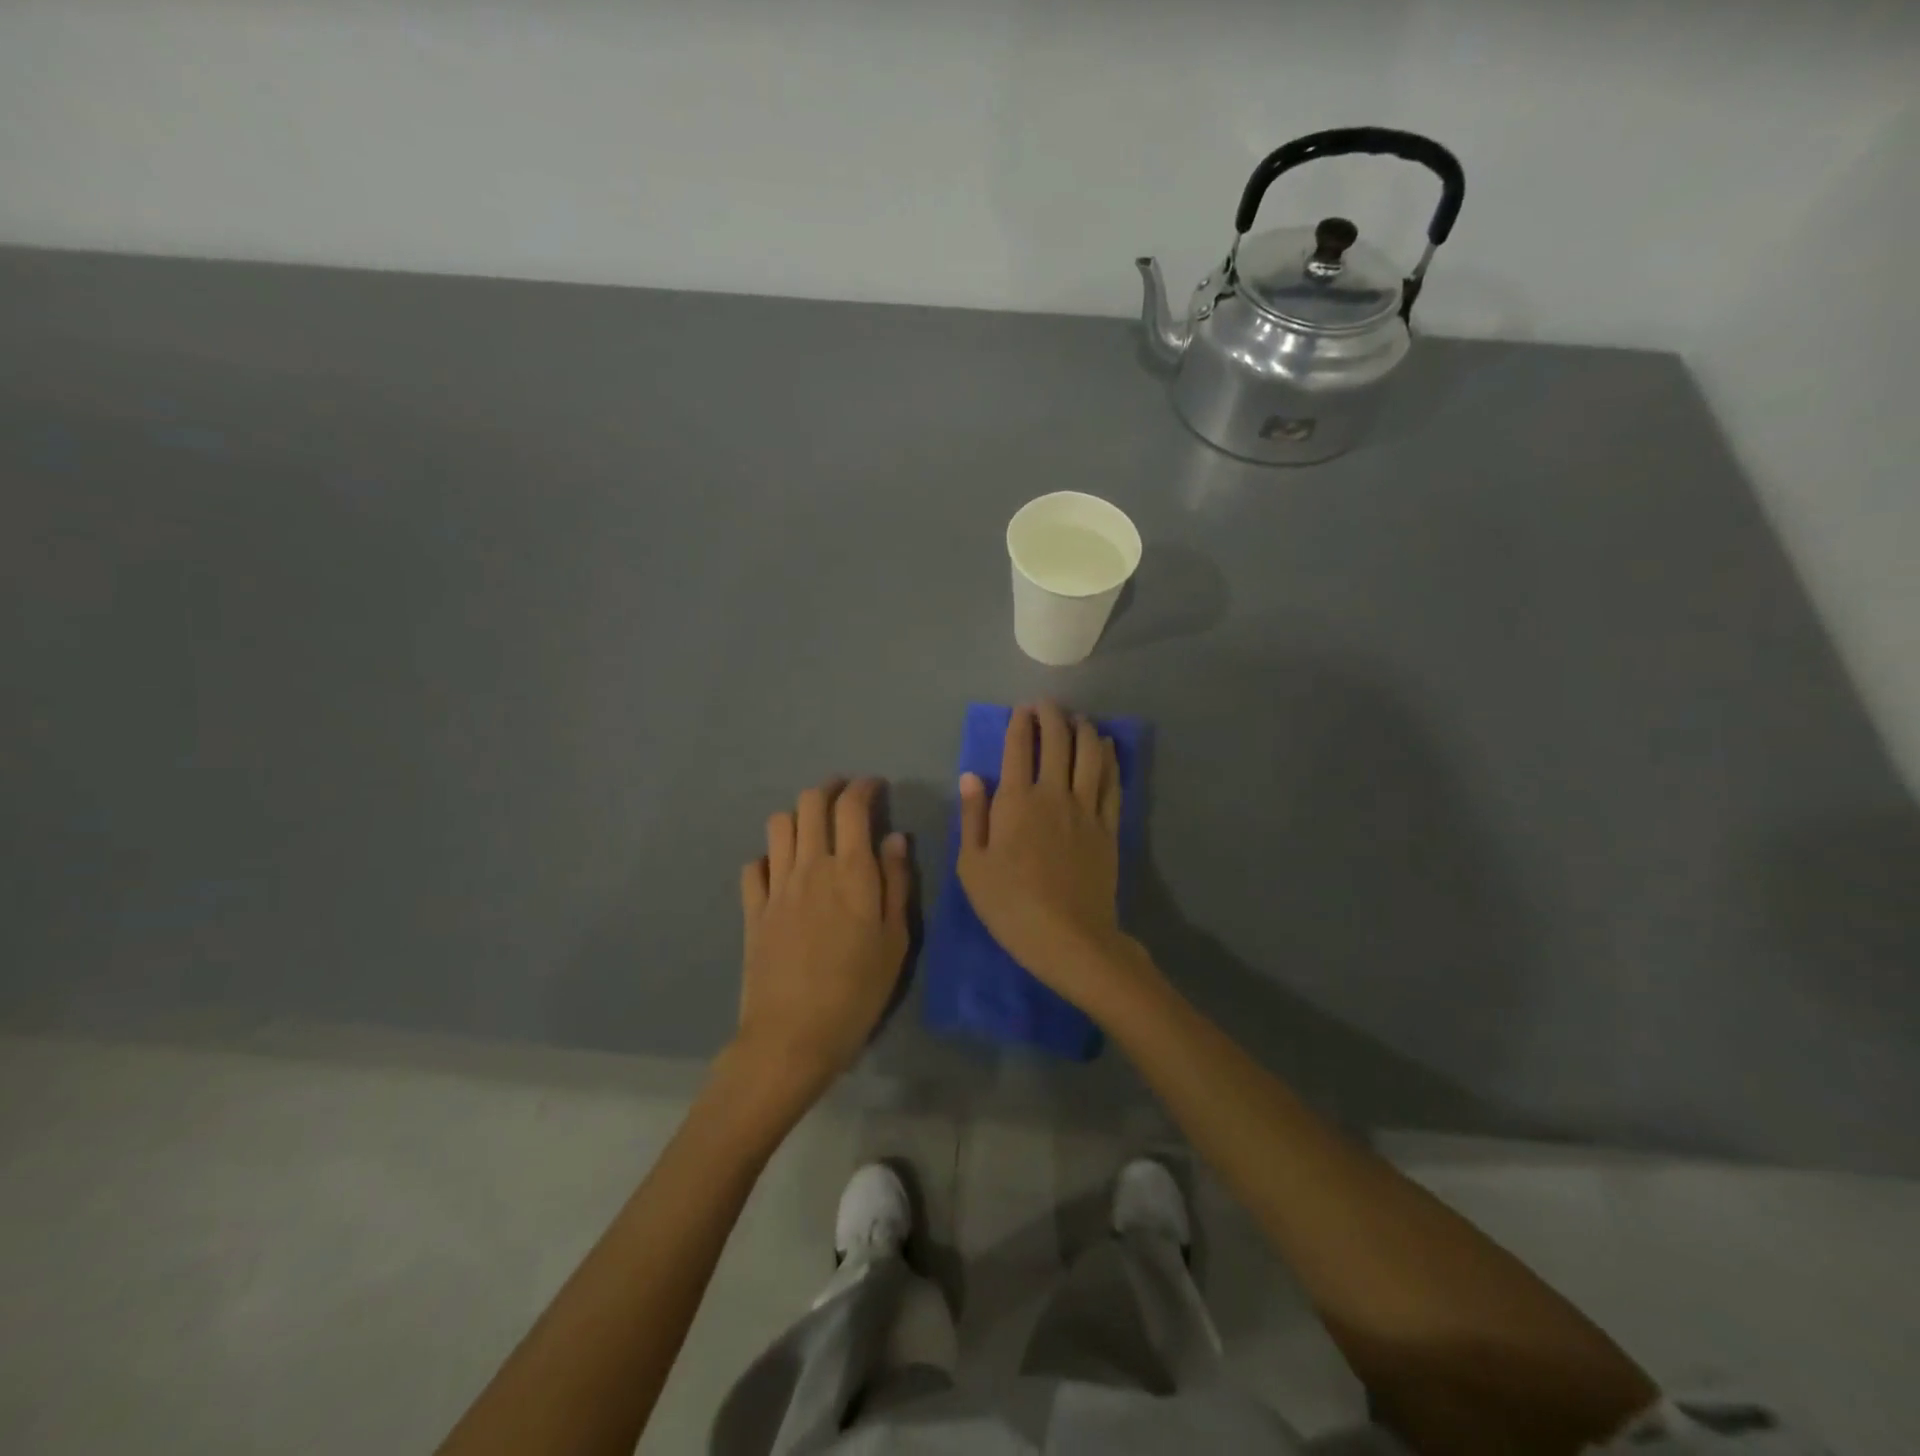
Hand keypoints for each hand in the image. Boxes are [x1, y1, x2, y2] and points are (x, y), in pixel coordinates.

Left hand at [733, 777, 910, 1111]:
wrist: (792, 1037)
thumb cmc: (857, 992)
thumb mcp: (895, 941)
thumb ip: (896, 883)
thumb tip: (895, 838)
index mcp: (850, 871)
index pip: (852, 806)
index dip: (863, 787)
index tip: (875, 787)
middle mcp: (810, 866)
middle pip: (810, 803)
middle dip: (829, 789)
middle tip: (845, 799)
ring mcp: (776, 886)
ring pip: (779, 825)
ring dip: (798, 816)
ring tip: (814, 829)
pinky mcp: (753, 909)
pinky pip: (754, 866)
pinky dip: (769, 857)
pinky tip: (781, 871)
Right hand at [957, 703, 1136, 1008]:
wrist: (1069, 937)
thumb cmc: (1010, 905)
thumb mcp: (972, 866)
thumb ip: (973, 816)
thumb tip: (972, 776)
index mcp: (1016, 801)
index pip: (1019, 747)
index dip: (1020, 723)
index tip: (1022, 710)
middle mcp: (1054, 793)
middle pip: (1058, 741)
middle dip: (1052, 716)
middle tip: (1047, 705)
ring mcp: (1086, 808)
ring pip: (1090, 754)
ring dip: (1084, 729)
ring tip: (1078, 718)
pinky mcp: (1109, 826)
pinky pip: (1112, 781)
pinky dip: (1110, 758)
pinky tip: (1108, 746)